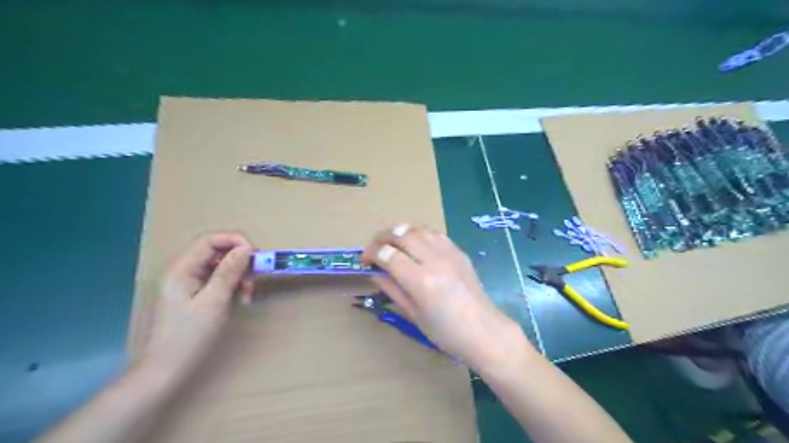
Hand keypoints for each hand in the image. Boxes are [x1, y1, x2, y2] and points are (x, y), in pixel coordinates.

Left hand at [142, 233, 252, 375]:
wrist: (166, 370)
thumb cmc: (189, 336)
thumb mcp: (213, 302)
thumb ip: (229, 272)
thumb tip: (246, 248)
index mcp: (183, 270)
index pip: (211, 241)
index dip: (235, 242)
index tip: (256, 256)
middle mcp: (185, 272)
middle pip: (217, 252)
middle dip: (240, 262)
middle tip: (254, 278)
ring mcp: (190, 284)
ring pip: (221, 267)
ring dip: (239, 275)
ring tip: (248, 294)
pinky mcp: (197, 295)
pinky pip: (219, 281)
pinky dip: (234, 286)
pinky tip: (242, 299)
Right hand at [361, 224, 521, 367]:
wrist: (483, 331)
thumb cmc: (445, 332)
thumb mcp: (413, 315)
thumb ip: (393, 289)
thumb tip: (375, 273)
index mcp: (420, 281)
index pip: (388, 255)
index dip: (372, 253)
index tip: (365, 260)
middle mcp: (434, 261)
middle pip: (402, 235)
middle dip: (382, 237)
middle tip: (374, 248)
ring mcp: (449, 253)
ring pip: (419, 229)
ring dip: (400, 231)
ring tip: (392, 241)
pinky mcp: (459, 252)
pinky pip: (435, 233)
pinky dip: (420, 232)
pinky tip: (415, 241)